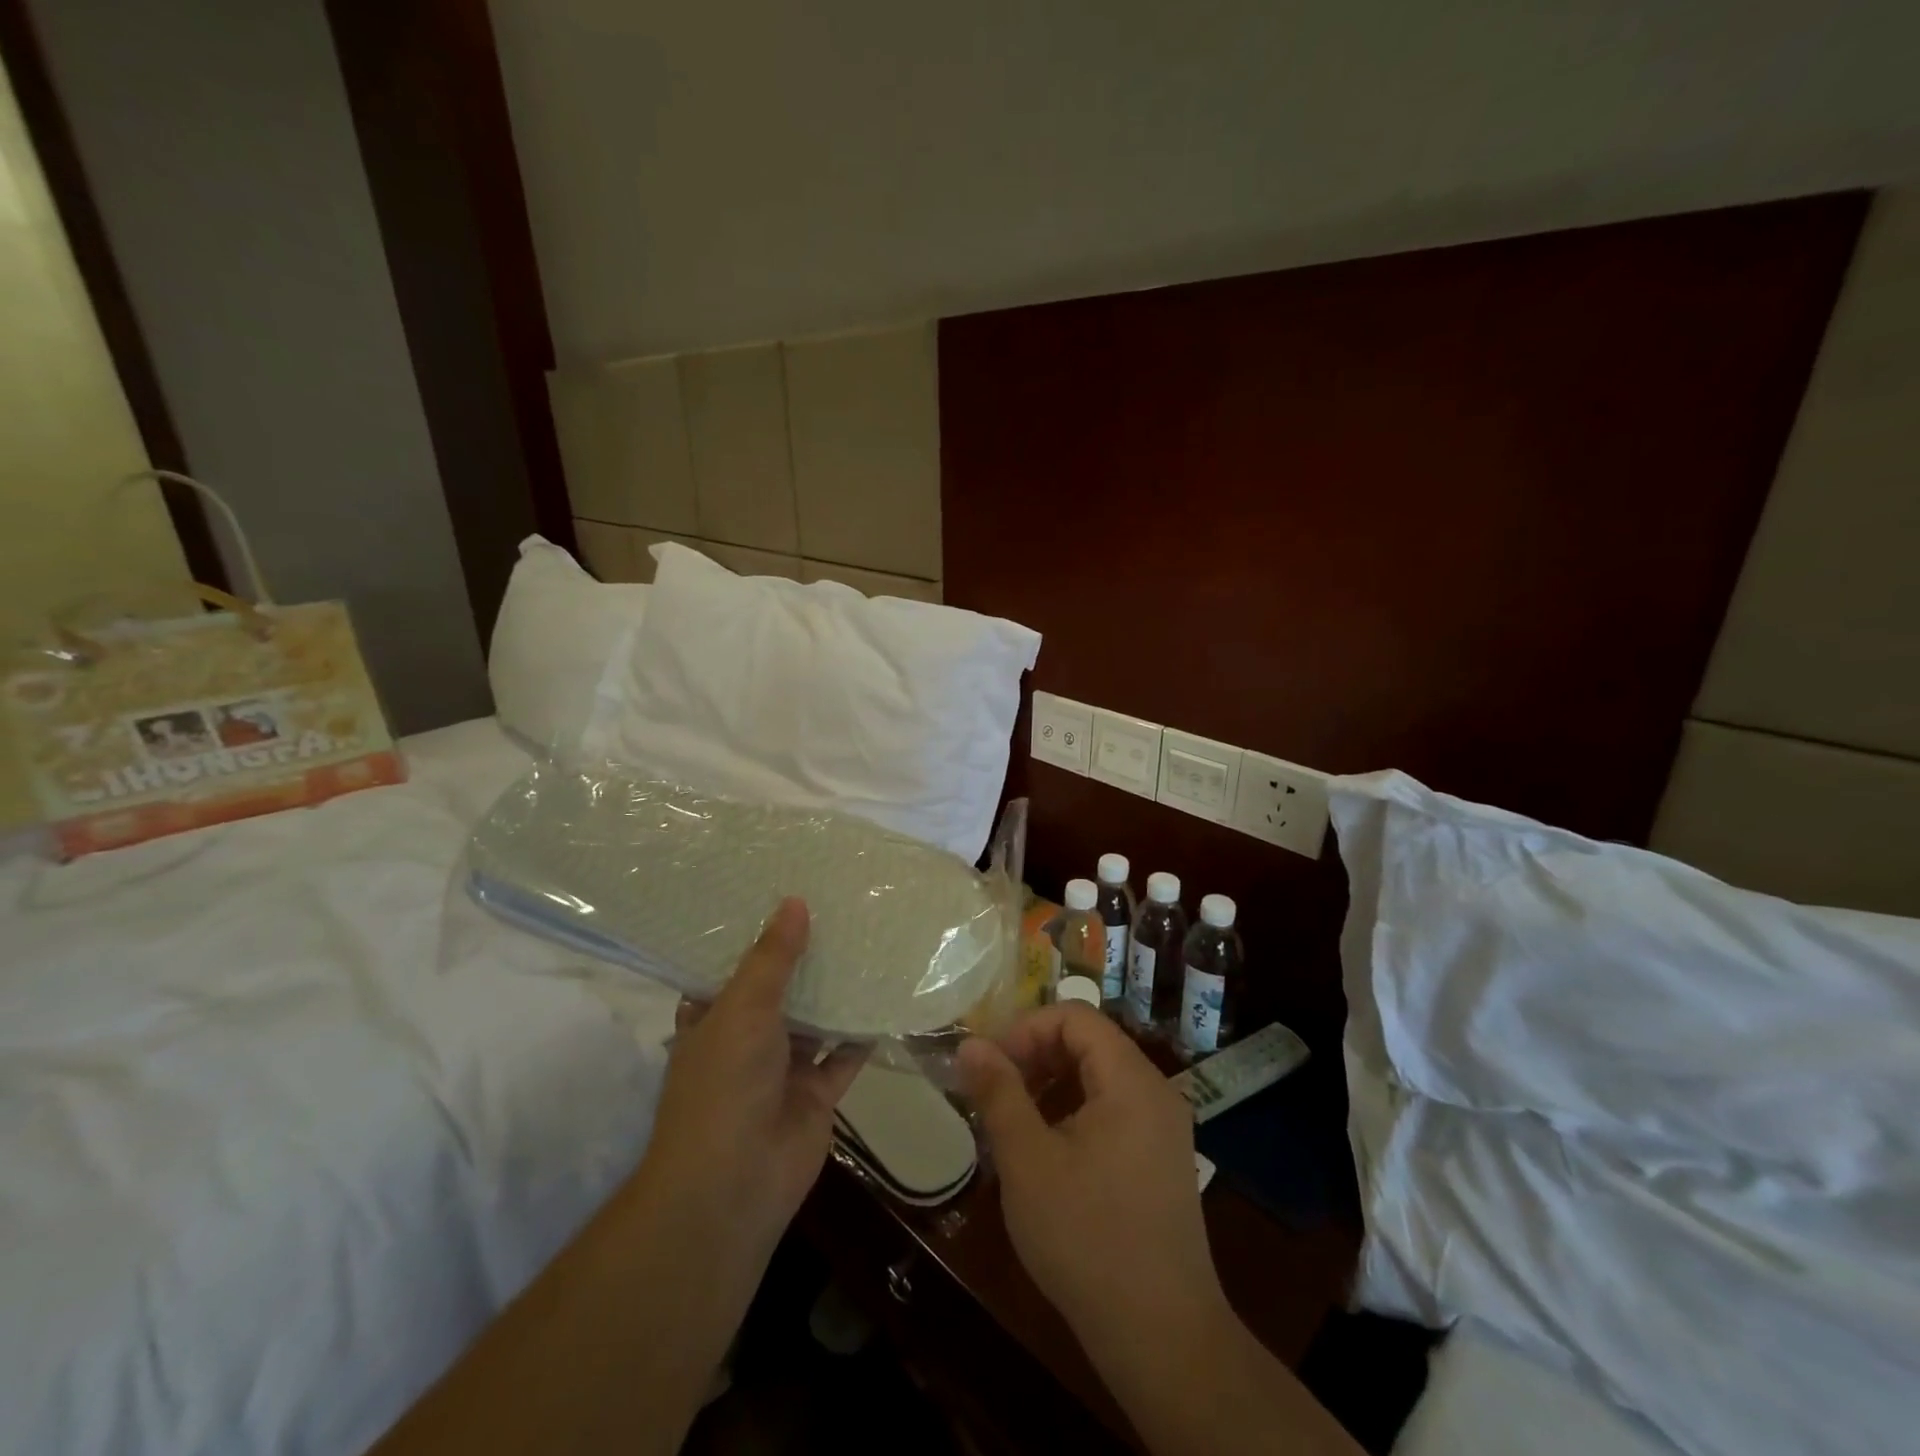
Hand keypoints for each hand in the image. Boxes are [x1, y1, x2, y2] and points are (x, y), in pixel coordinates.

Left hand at [633, 897, 864, 1264]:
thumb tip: (794, 901)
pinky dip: (863, 1032)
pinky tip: (888, 995)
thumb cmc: (724, 1084)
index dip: (756, 934)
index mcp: (713, 1018)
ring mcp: (783, 1068)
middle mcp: (747, 1039)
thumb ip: (772, 958)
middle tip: (840, 908)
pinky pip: (845, 1054)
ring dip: (836, 991)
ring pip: (815, 1020)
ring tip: (869, 940)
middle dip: (805, 958)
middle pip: (780, 989)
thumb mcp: (742, 1008)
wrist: (734, 1184)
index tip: (785, 894)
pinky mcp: (817, 1093)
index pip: (732, 966)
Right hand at [957, 1006, 1228, 1342]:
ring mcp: (1163, 1128)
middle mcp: (1156, 1092)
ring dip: (1051, 1086)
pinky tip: (1045, 1152)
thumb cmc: (1088, 1239)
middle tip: (994, 1093)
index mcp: (1132, 1080)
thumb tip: (970, 1044)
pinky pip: (1112, 1111)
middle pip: (1089, 1043)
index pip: (1075, 1017)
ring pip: (1098, 1078)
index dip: (1027, 1029)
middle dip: (1035, 1057)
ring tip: (1012, 1123)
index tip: (989, 1065)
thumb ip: (998, 1093)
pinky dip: (1073, 1114)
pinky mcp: (1160, 1160)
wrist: (1163, 1339)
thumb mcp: (1028, 1161)